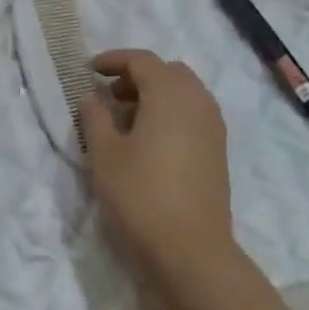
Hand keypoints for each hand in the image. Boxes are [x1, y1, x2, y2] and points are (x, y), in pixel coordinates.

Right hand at [78, 49, 233, 279]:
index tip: (90, 70)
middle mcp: (197, 101)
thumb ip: (95, 116)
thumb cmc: (140, 194)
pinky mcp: (218, 151)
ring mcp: (213, 126)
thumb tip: (92, 96)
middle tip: (109, 94)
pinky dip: (170, 113)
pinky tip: (149, 140)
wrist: (191, 249)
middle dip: (137, 75)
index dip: (114, 60)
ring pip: (184, 93)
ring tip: (126, 119)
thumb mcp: (104, 153)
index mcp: (169, 93)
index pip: (142, 60)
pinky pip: (193, 114)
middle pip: (168, 72)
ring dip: (155, 95)